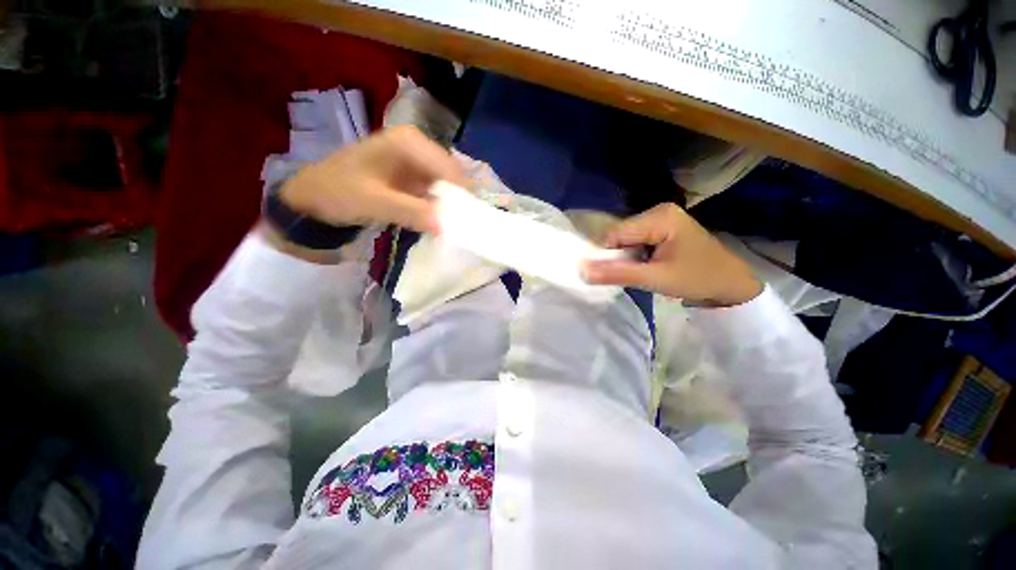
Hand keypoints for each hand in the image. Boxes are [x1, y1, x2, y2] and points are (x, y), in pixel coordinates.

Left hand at [279, 125, 466, 233]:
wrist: (312, 197)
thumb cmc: (337, 191)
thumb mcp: (373, 202)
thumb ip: (411, 212)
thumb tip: (445, 226)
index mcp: (409, 142)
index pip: (450, 170)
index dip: (461, 196)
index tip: (466, 224)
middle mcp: (418, 147)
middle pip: (452, 177)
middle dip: (458, 202)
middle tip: (460, 229)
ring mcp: (416, 162)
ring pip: (447, 187)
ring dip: (450, 208)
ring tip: (453, 229)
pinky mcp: (413, 178)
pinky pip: (436, 194)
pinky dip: (439, 209)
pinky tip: (439, 223)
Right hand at [583, 203, 762, 305]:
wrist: (731, 284)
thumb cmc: (698, 279)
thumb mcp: (655, 279)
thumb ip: (617, 274)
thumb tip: (582, 271)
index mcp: (659, 217)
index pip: (615, 233)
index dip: (606, 254)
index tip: (610, 275)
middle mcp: (658, 211)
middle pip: (619, 233)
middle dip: (618, 256)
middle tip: (631, 275)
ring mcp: (661, 218)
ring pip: (625, 238)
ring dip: (625, 257)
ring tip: (641, 271)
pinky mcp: (662, 227)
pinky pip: (635, 240)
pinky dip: (633, 254)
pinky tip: (645, 265)